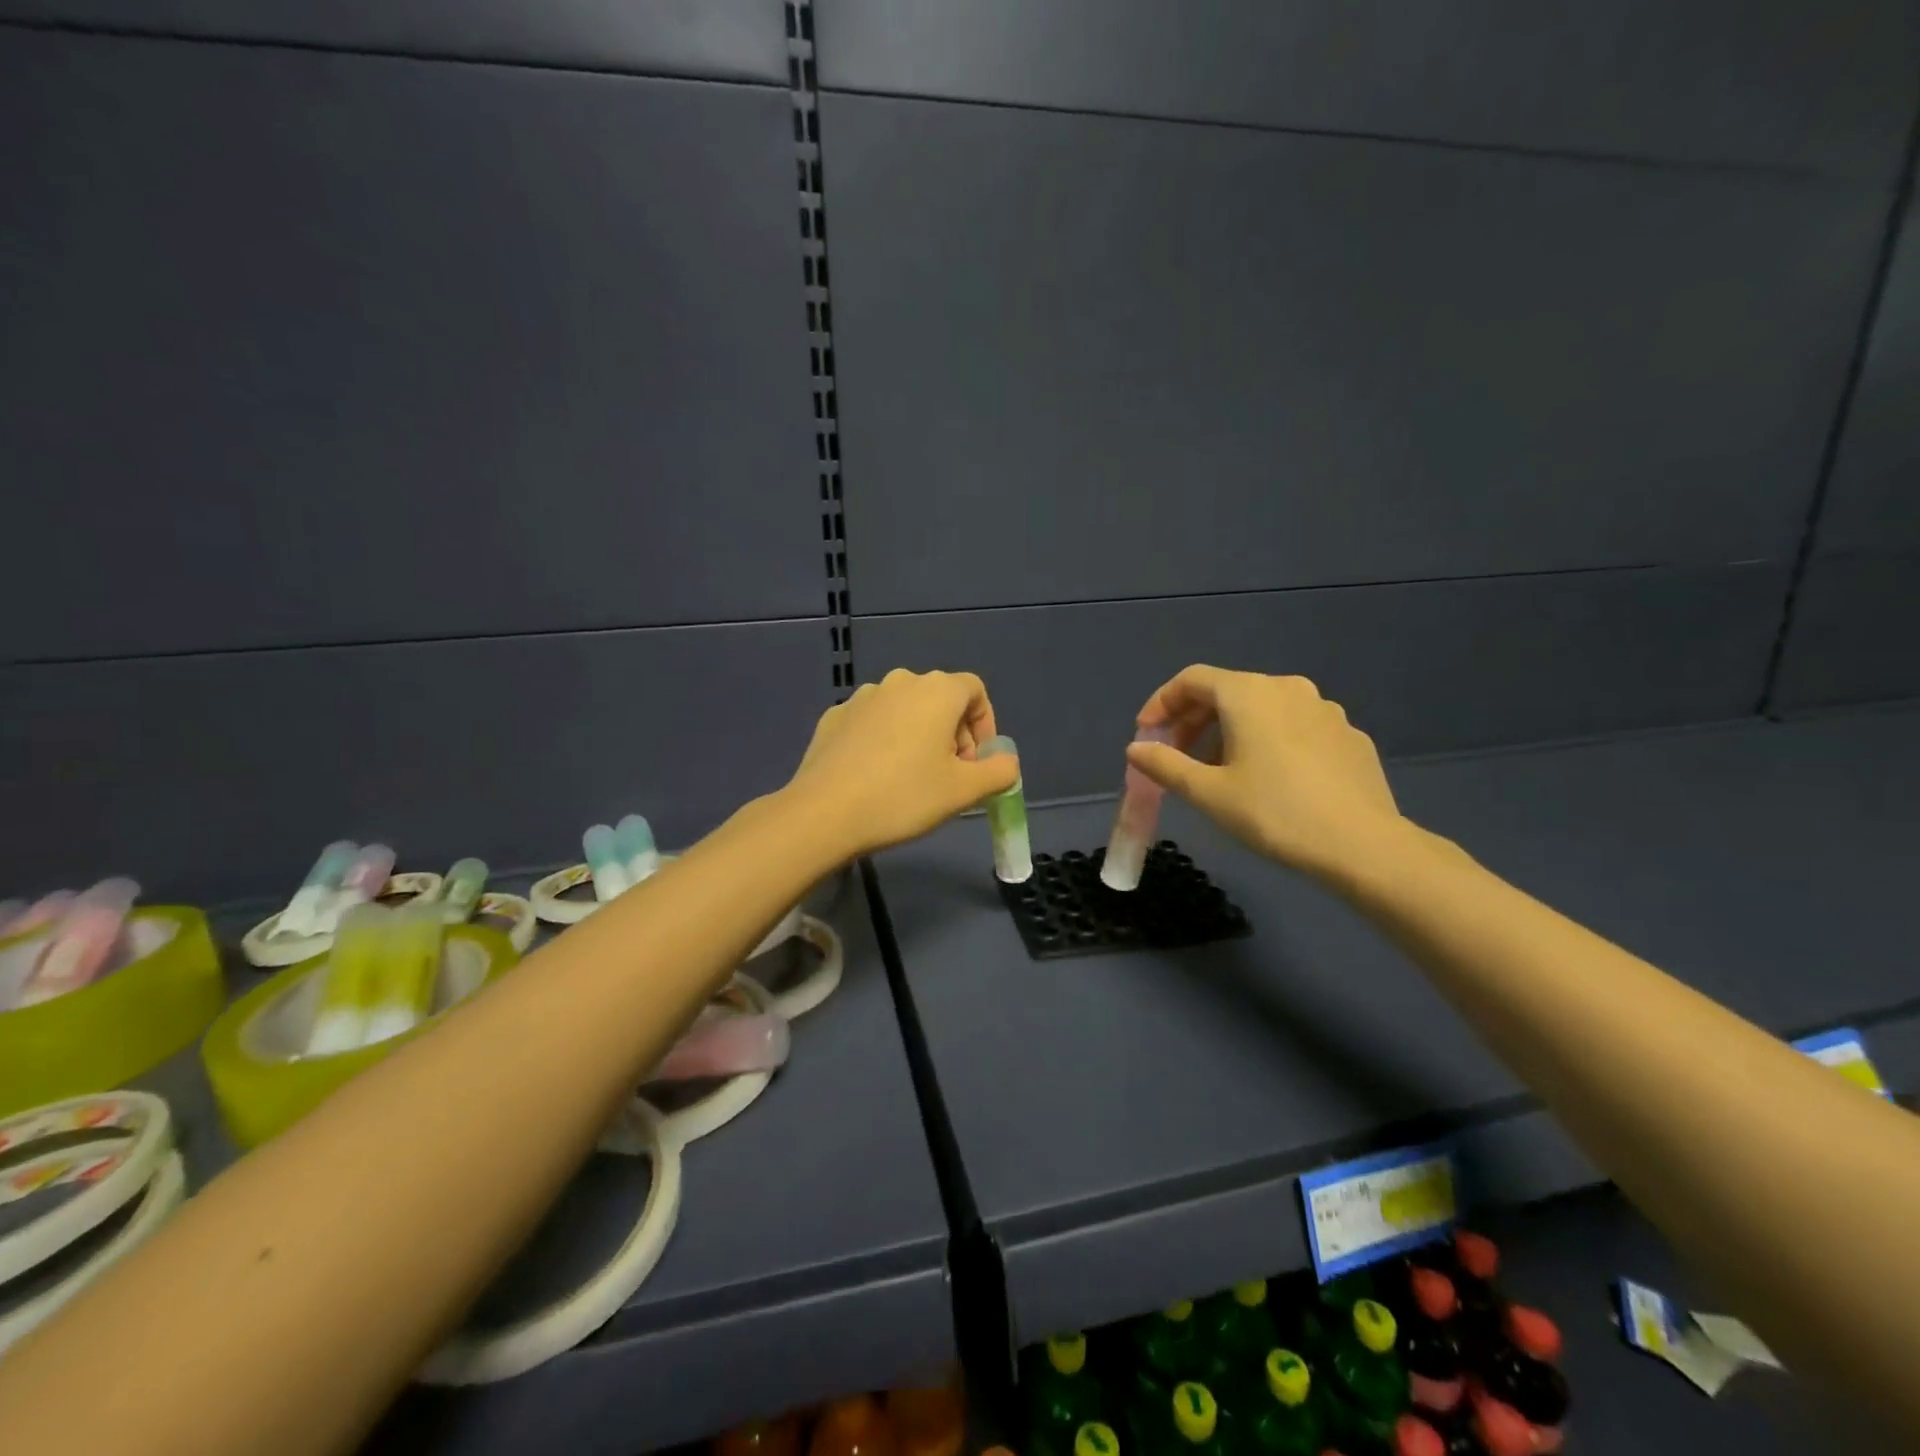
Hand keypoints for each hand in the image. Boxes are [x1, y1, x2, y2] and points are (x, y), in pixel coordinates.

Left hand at [788, 669, 1020, 856]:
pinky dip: (884, 742)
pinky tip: (875, 777)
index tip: (977, 763)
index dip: (985, 725)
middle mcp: (899, 682)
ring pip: (905, 711)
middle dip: (953, 735)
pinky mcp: (834, 717)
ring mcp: (862, 697)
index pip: (975, 690)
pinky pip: (873, 723)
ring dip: (919, 737)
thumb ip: (999, 772)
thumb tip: (1006, 763)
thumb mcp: (964, 791)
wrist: (824, 813)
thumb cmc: (904, 796)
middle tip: (949, 777)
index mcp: (936, 690)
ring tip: (912, 779)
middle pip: (940, 699)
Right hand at [1126, 666, 1405, 884]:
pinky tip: (1268, 780)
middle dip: (1193, 721)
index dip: (1161, 703)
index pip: (1192, 679)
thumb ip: (1165, 765)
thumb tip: (1136, 749)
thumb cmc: (1274, 813)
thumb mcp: (1208, 793)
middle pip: (1227, 691)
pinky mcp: (1348, 736)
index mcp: (1249, 694)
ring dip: (1229, 732)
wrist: (1364, 846)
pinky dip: (1267, 742)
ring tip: (1218, 772)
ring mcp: (1325, 710)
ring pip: (1262, 709)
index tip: (1145, 734)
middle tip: (1175, 757)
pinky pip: (1293, 727)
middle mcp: (1288, 688)